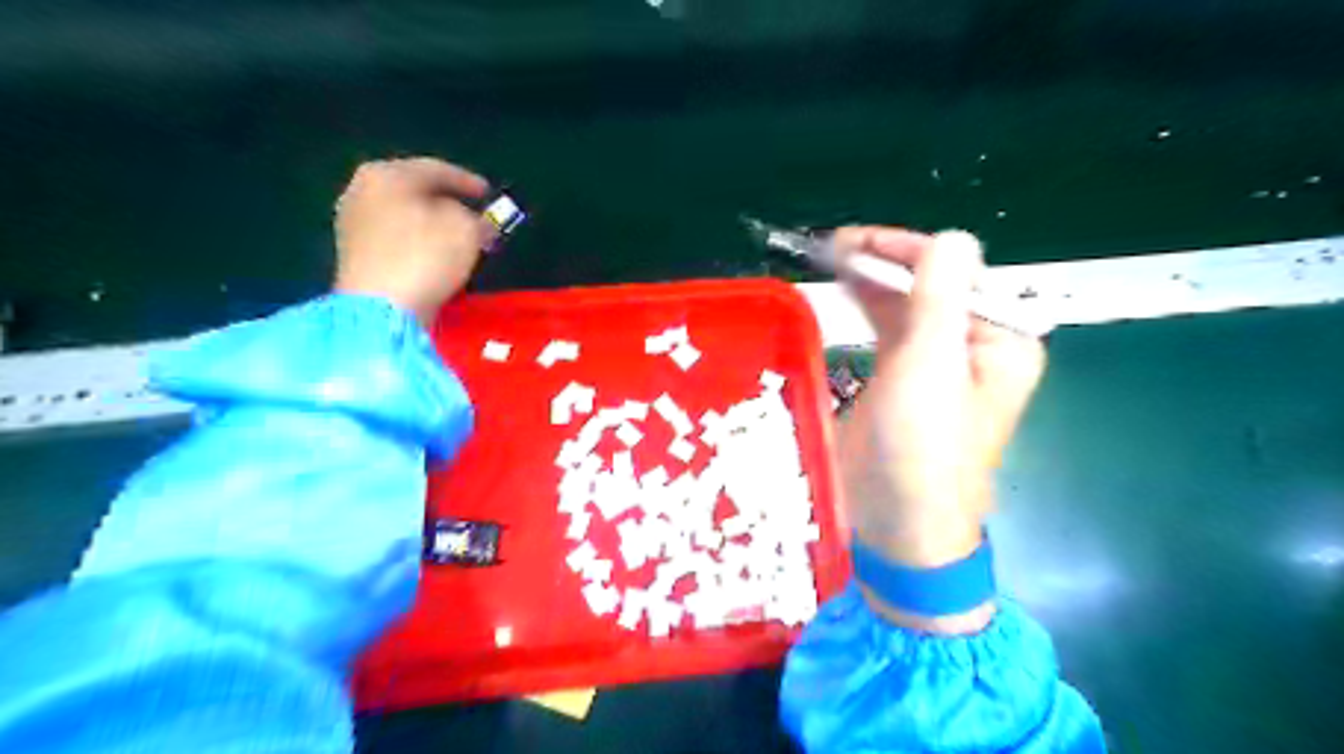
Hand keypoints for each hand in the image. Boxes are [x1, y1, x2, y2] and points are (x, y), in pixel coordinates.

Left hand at [334, 157, 494, 321]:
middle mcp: (361, 190)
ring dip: (432, 225)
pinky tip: (435, 256)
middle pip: (414, 191)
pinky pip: (394, 240)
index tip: (490, 194)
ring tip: (458, 239)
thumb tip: (474, 222)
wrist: (380, 309)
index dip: (467, 181)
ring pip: (403, 216)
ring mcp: (352, 224)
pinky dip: (417, 243)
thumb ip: (476, 218)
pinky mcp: (353, 256)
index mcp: (386, 174)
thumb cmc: (425, 257)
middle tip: (474, 216)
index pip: (435, 169)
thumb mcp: (467, 229)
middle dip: (447, 203)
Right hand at [837, 226, 1044, 631]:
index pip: (956, 275)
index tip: (856, 240)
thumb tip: (953, 236)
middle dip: (885, 262)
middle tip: (834, 244)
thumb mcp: (929, 369)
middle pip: (930, 287)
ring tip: (830, 257)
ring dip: (872, 280)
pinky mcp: (903, 380)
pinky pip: (888, 330)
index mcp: (999, 341)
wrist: (898, 522)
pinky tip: (843, 290)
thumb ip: (939, 299)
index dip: (907, 251)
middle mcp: (974, 346)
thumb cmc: (921, 448)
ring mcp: (936, 363)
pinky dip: (866, 307)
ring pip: (906, 305)